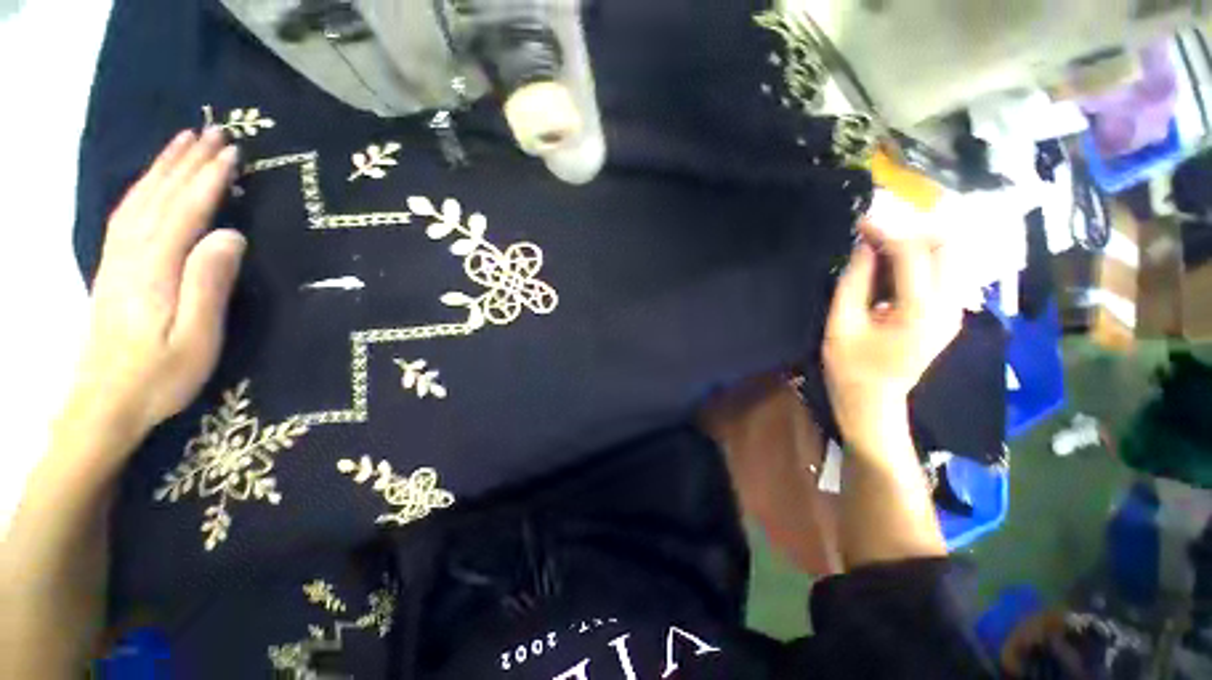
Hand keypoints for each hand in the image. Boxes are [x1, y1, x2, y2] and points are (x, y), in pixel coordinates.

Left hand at [71, 128, 244, 437]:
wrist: (105, 404)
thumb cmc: (160, 376)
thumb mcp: (197, 337)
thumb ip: (210, 284)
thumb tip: (231, 235)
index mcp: (155, 269)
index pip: (185, 211)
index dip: (208, 179)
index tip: (233, 153)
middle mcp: (131, 254)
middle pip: (159, 196)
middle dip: (186, 161)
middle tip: (212, 132)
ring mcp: (117, 260)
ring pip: (140, 200)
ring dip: (163, 167)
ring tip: (184, 142)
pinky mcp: (113, 269)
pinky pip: (126, 216)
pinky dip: (143, 189)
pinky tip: (153, 182)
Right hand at [823, 220, 961, 453]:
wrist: (874, 401)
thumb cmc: (850, 367)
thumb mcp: (841, 324)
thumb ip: (854, 281)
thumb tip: (864, 245)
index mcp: (920, 311)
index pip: (914, 253)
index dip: (888, 230)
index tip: (862, 220)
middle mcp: (950, 306)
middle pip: (947, 246)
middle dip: (913, 228)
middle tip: (877, 230)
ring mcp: (956, 309)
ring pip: (952, 254)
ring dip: (921, 240)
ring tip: (884, 241)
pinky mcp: (951, 312)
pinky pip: (946, 270)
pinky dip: (924, 256)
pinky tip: (896, 261)